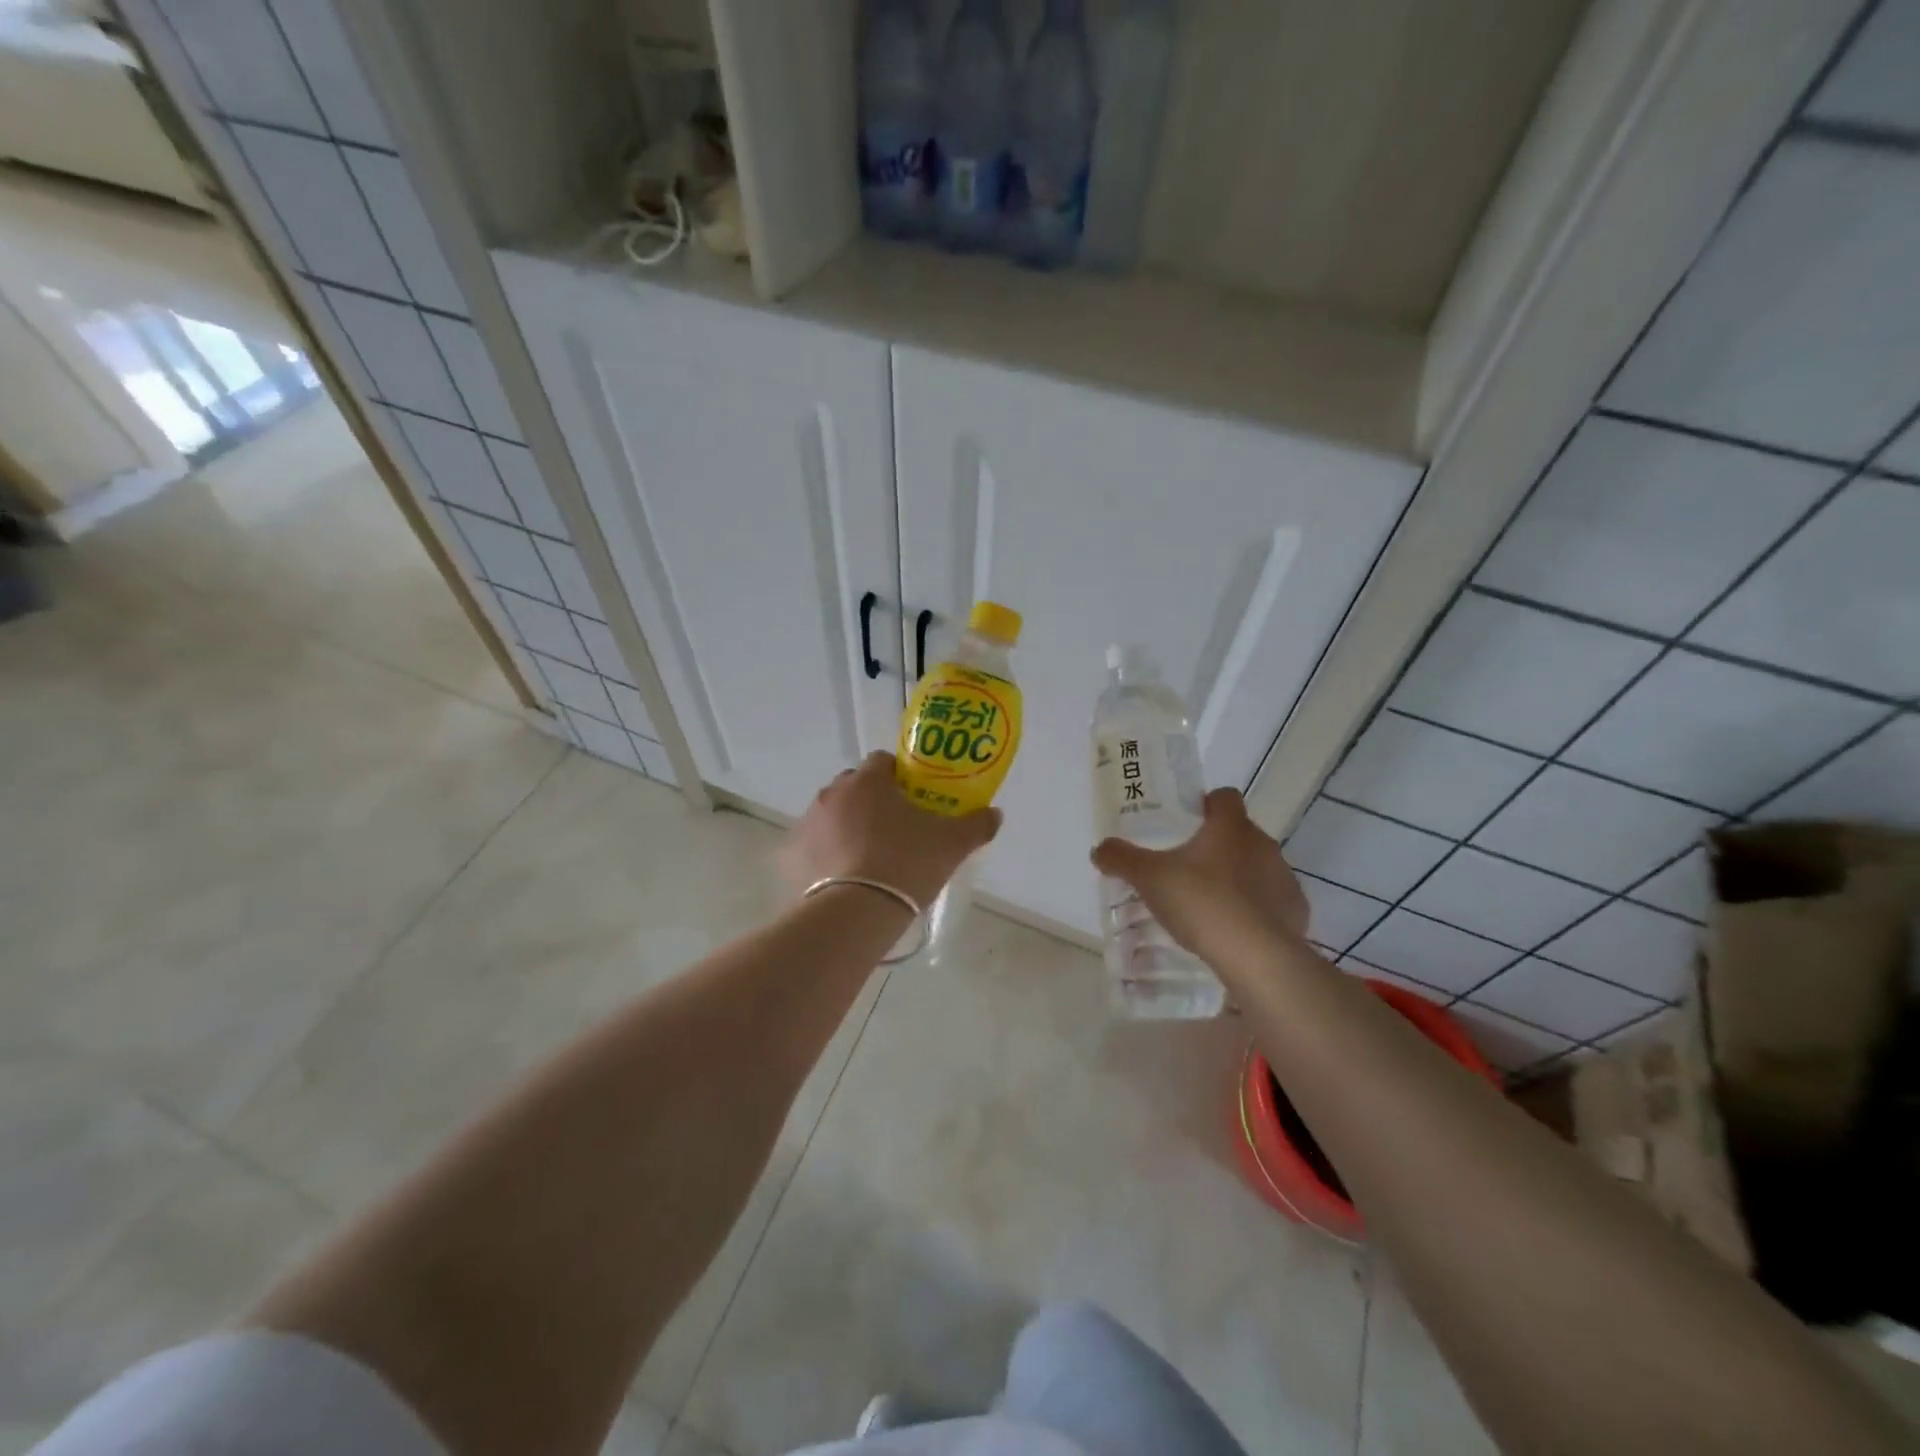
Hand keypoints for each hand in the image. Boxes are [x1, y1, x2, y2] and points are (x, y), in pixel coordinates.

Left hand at [780, 752, 1002, 909]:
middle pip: (854, 787)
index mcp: (868, 781)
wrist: (854, 914)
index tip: (913, 800)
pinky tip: (841, 879)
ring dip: (846, 827)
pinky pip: (812, 847)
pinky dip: (824, 856)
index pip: (882, 762)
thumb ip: (976, 825)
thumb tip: (995, 814)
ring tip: (867, 859)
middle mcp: (832, 793)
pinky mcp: (790, 855)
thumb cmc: (906, 865)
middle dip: (871, 802)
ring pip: (831, 816)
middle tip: (894, 831)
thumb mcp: (952, 845)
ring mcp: (807, 823)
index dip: (899, 778)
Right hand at [1091, 788, 1308, 967]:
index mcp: (1230, 826)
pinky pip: (1274, 900)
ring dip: (1239, 877)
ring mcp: (1284, 877)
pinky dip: (1257, 909)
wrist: (1254, 955)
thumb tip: (1099, 849)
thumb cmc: (1200, 901)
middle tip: (1189, 867)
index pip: (1225, 797)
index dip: (1207, 805)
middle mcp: (1262, 843)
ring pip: (1258, 866)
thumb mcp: (1148, 878)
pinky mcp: (1296, 909)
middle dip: (1218, 845)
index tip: (1188, 823)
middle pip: (1240, 832)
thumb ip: (1122, 859)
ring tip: (1211, 903)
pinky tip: (1235, 928)